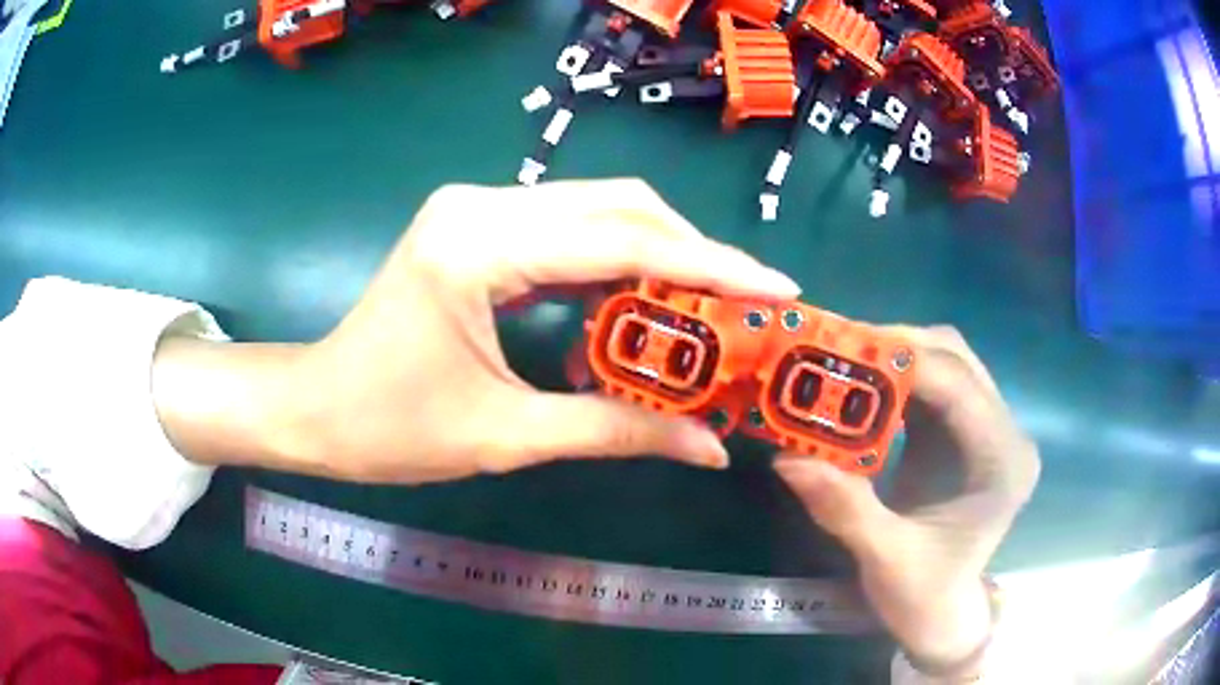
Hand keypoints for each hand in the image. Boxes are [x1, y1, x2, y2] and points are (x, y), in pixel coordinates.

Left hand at [153, 180, 800, 483]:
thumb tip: (709, 448)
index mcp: (480, 245)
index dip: (710, 265)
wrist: (315, 407)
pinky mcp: (476, 223)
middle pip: (618, 204)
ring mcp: (476, 206)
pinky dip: (619, 257)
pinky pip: (568, 226)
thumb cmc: (389, 428)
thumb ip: (616, 431)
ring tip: (713, 304)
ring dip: (661, 251)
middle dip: (694, 252)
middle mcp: (482, 203)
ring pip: (597, 207)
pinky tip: (648, 297)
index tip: (775, 287)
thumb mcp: (507, 436)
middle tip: (747, 303)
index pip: (621, 241)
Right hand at [774, 327, 1039, 667]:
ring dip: (895, 357)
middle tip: (837, 352)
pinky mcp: (967, 432)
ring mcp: (989, 429)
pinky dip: (896, 378)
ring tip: (843, 362)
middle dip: (897, 348)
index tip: (843, 350)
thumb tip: (788, 459)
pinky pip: (934, 384)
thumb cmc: (923, 595)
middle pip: (957, 359)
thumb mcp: (884, 559)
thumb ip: (845, 508)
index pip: (960, 388)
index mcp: (1002, 463)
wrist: (940, 614)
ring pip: (946, 362)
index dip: (904, 362)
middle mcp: (1005, 434)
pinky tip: (862, 388)